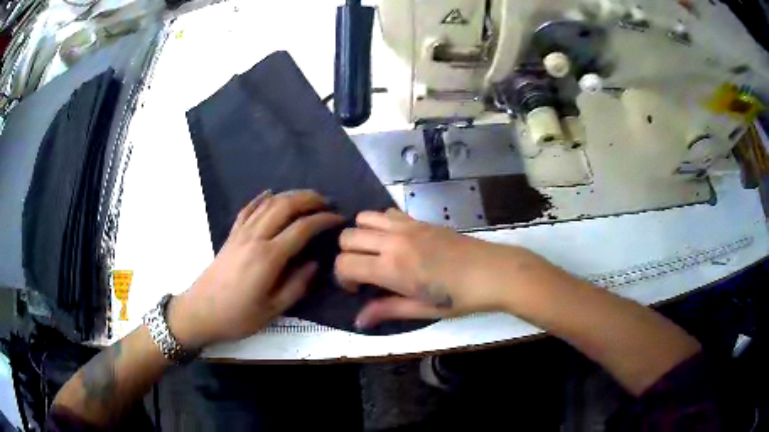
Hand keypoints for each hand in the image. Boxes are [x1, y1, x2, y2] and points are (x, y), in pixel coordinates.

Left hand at [169, 190, 344, 347]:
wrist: (200, 312)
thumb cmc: (237, 317)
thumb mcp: (272, 310)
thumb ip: (297, 285)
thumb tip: (316, 264)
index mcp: (268, 257)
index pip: (302, 228)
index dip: (323, 220)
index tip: (339, 219)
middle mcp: (255, 238)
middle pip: (285, 206)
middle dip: (309, 199)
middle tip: (327, 202)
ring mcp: (241, 233)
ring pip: (268, 203)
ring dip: (290, 195)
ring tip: (308, 198)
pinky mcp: (231, 235)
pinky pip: (248, 209)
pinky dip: (261, 198)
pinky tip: (270, 194)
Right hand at [335, 209, 553, 328]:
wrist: (493, 272)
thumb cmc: (459, 297)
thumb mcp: (422, 309)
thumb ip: (387, 310)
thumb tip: (358, 320)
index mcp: (391, 267)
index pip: (344, 264)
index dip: (343, 279)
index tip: (358, 290)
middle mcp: (393, 241)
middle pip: (347, 237)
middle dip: (347, 256)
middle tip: (365, 272)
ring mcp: (407, 226)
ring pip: (363, 218)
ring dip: (361, 235)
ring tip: (376, 253)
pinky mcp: (420, 219)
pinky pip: (387, 212)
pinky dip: (380, 224)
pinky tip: (396, 241)